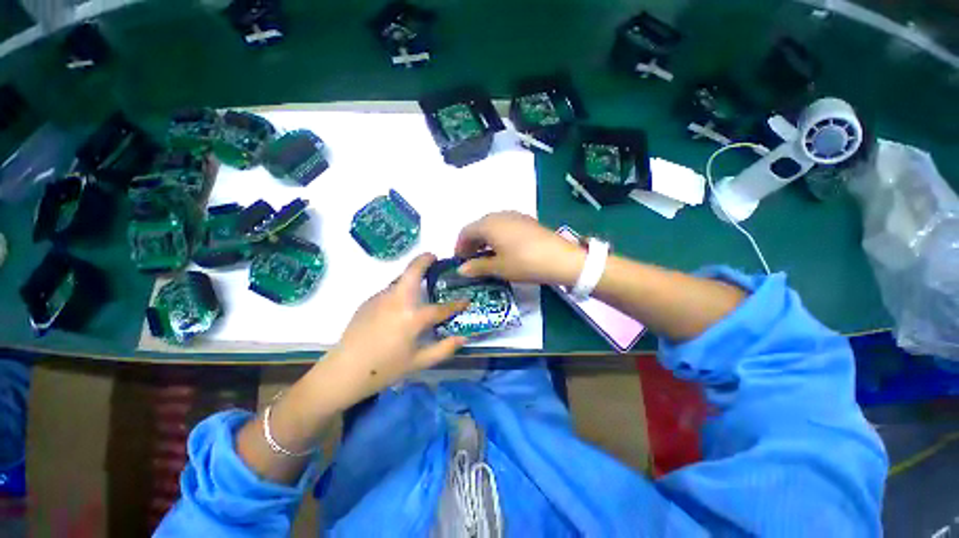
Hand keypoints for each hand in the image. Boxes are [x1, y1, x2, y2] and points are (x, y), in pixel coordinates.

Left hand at [323, 253, 468, 401]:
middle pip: (412, 272)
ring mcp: (380, 298)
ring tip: (419, 286)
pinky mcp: (368, 301)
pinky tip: (398, 307)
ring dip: (411, 277)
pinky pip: (389, 291)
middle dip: (424, 260)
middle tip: (433, 257)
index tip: (466, 300)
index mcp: (413, 317)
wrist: (344, 371)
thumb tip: (463, 338)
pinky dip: (399, 292)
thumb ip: (444, 349)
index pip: (441, 308)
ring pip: (399, 280)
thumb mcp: (419, 362)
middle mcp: (397, 301)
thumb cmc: (385, 369)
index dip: (456, 304)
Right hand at [455, 212, 585, 285]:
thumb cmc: (524, 263)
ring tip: (486, 256)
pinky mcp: (526, 220)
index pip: (466, 232)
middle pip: (478, 226)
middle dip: (472, 243)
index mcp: (489, 224)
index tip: (460, 261)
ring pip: (492, 225)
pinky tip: (503, 249)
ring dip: (484, 239)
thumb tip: (461, 269)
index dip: (459, 246)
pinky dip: (497, 236)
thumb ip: (477, 267)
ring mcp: (514, 216)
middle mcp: (499, 215)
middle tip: (471, 260)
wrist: (560, 258)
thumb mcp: (499, 268)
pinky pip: (504, 226)